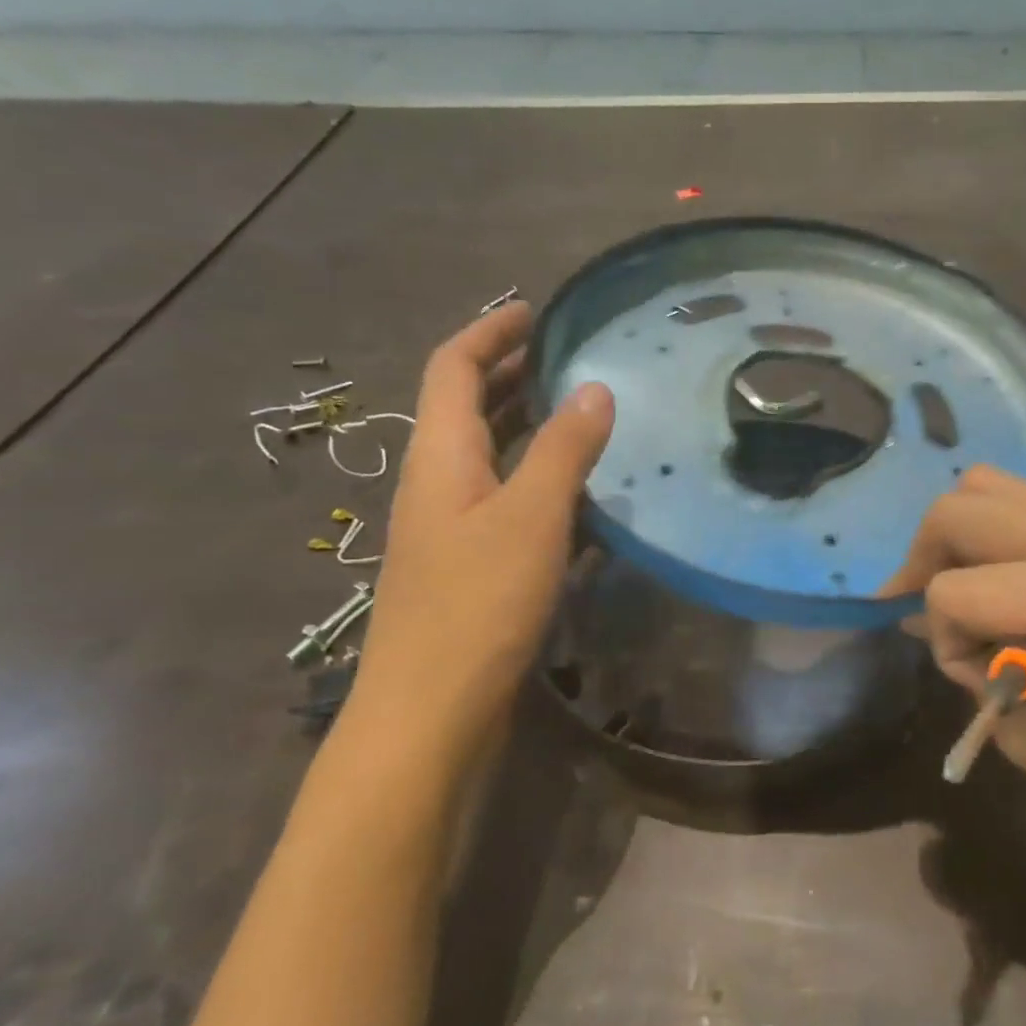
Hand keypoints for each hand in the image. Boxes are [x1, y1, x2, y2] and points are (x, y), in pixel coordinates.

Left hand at [346, 303, 613, 761]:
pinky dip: (533, 477)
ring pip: (485, 456)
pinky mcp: (467, 567)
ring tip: (577, 412)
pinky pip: (500, 499)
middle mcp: (436, 484)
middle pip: (463, 408)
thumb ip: (565, 450)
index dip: (489, 332)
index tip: (533, 311)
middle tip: (564, 357)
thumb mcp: (531, 517)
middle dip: (507, 373)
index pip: (452, 369)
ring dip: (523, 425)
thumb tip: (595, 388)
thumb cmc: (477, 605)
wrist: (430, 714)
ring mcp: (448, 529)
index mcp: (440, 457)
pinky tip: (576, 494)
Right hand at [886, 466, 1025, 854]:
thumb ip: (967, 667)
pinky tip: (1005, 585)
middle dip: (926, 558)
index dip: (944, 637)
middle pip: (959, 509)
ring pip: (988, 487)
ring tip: (963, 586)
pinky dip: (994, 537)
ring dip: (959, 536)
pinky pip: (1025, 507)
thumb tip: (925, 618)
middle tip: (924, 605)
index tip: (974, 680)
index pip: (951, 588)